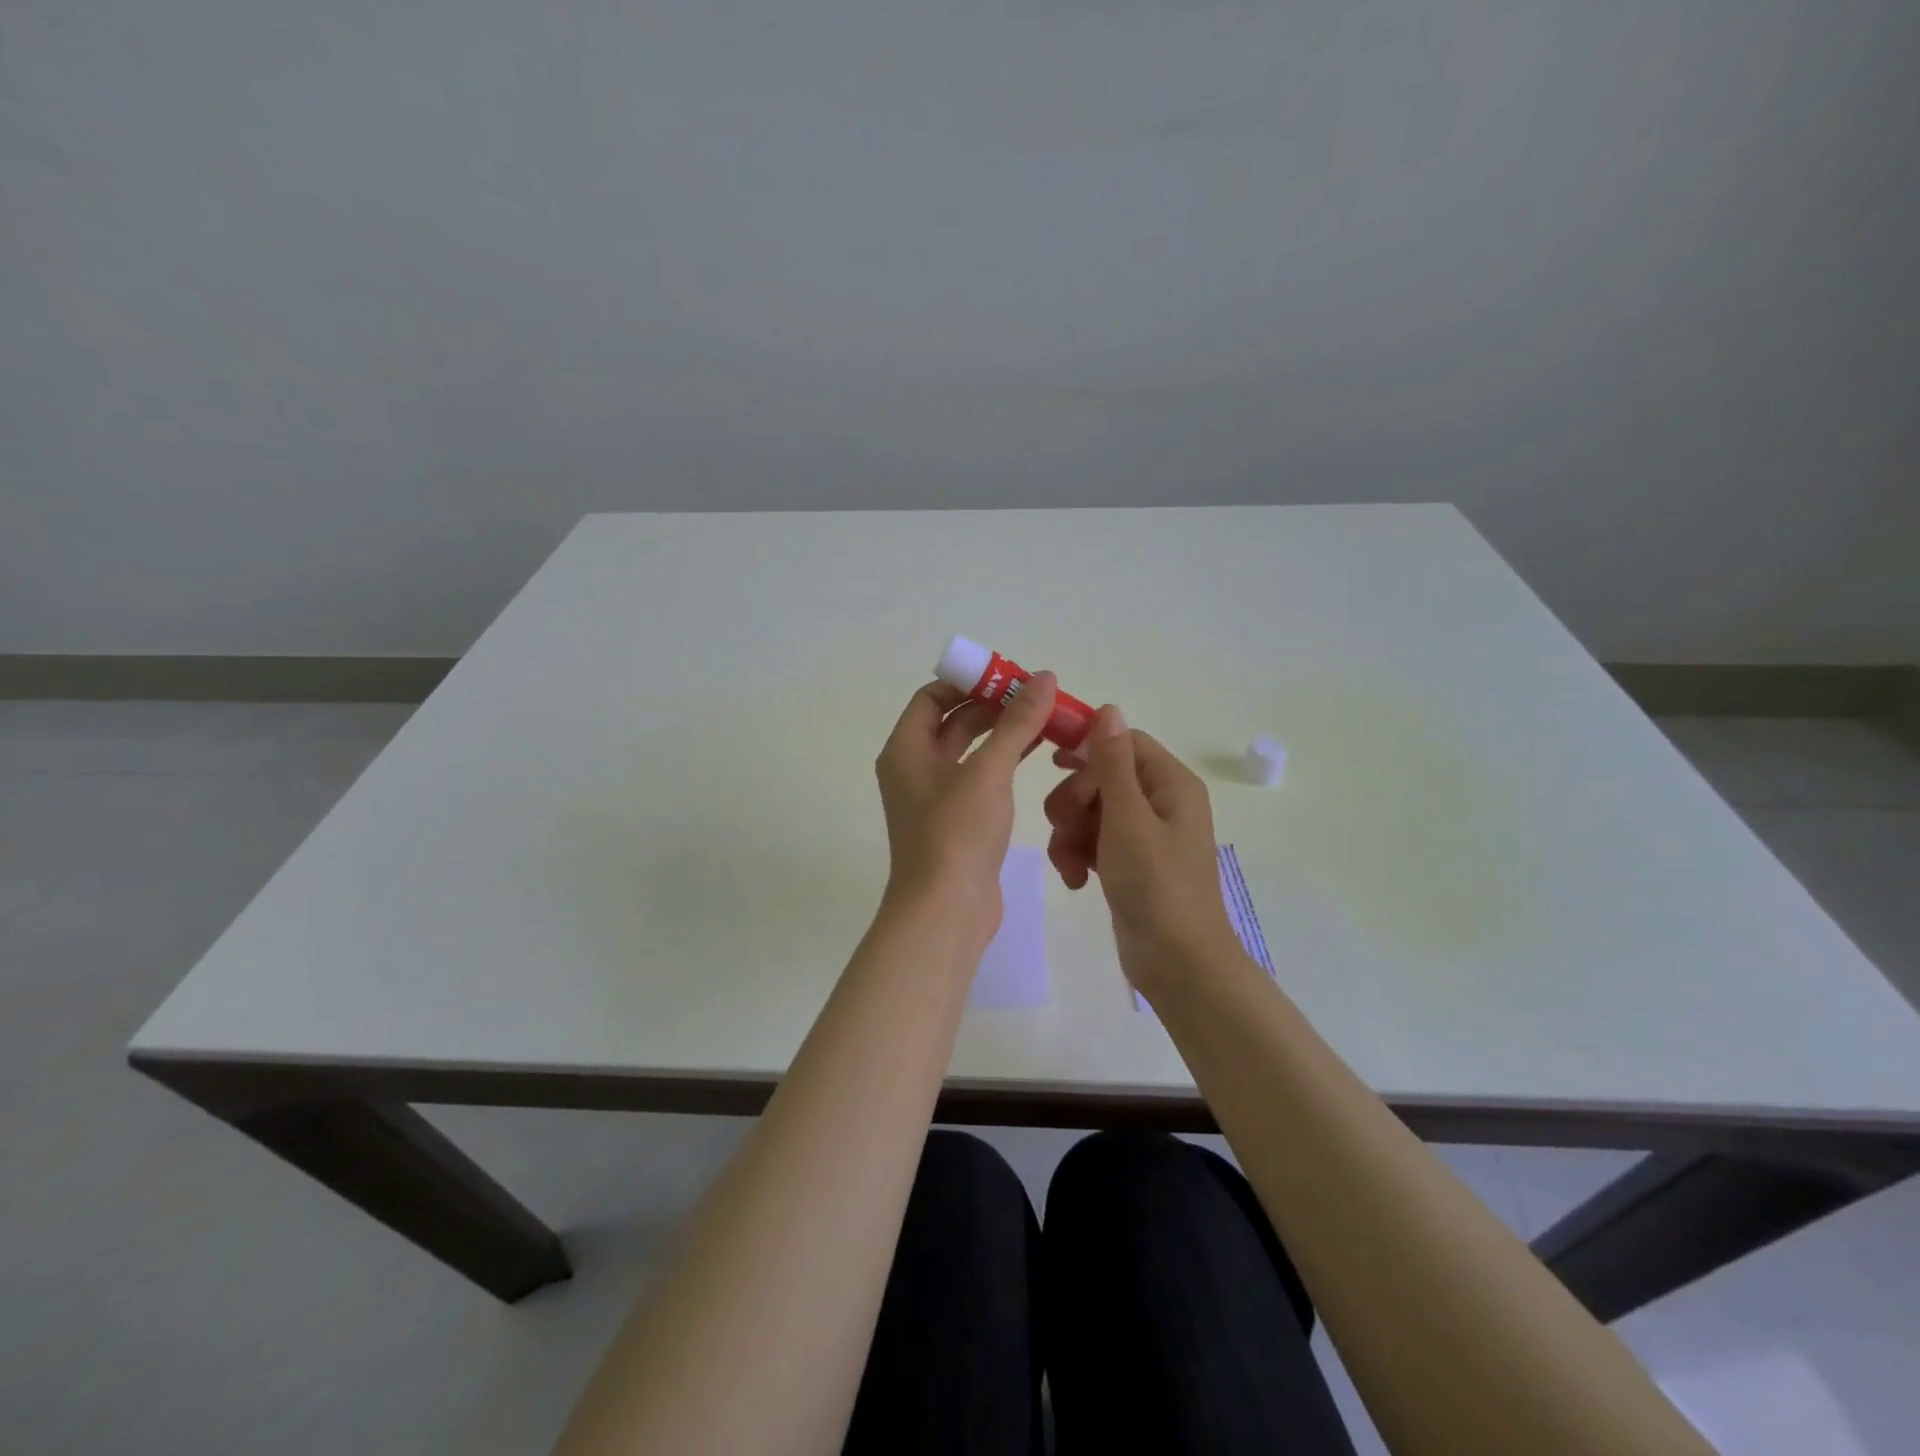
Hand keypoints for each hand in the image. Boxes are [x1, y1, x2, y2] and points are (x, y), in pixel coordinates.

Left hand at [875, 672, 1059, 942]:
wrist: (946, 911)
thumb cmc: (957, 832)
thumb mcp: (988, 771)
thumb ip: (1016, 723)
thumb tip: (1044, 678)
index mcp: (906, 749)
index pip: (931, 697)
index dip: (968, 682)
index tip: (1008, 675)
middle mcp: (914, 768)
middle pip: (953, 722)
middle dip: (993, 706)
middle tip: (1037, 695)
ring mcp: (935, 797)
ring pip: (970, 751)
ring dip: (1003, 733)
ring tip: (1046, 718)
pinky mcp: (957, 822)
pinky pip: (980, 778)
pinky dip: (1005, 761)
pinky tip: (1038, 752)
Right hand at [1043, 706, 1238, 995]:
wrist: (1177, 963)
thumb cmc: (1156, 885)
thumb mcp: (1128, 818)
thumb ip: (1113, 763)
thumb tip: (1109, 708)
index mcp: (1170, 783)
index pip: (1123, 742)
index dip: (1087, 749)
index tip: (1052, 763)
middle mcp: (1160, 802)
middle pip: (1101, 776)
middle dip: (1074, 800)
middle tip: (1061, 825)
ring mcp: (1144, 835)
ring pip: (1091, 811)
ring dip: (1070, 832)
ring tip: (1067, 863)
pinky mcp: (1129, 863)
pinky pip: (1094, 841)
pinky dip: (1079, 855)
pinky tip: (1075, 879)